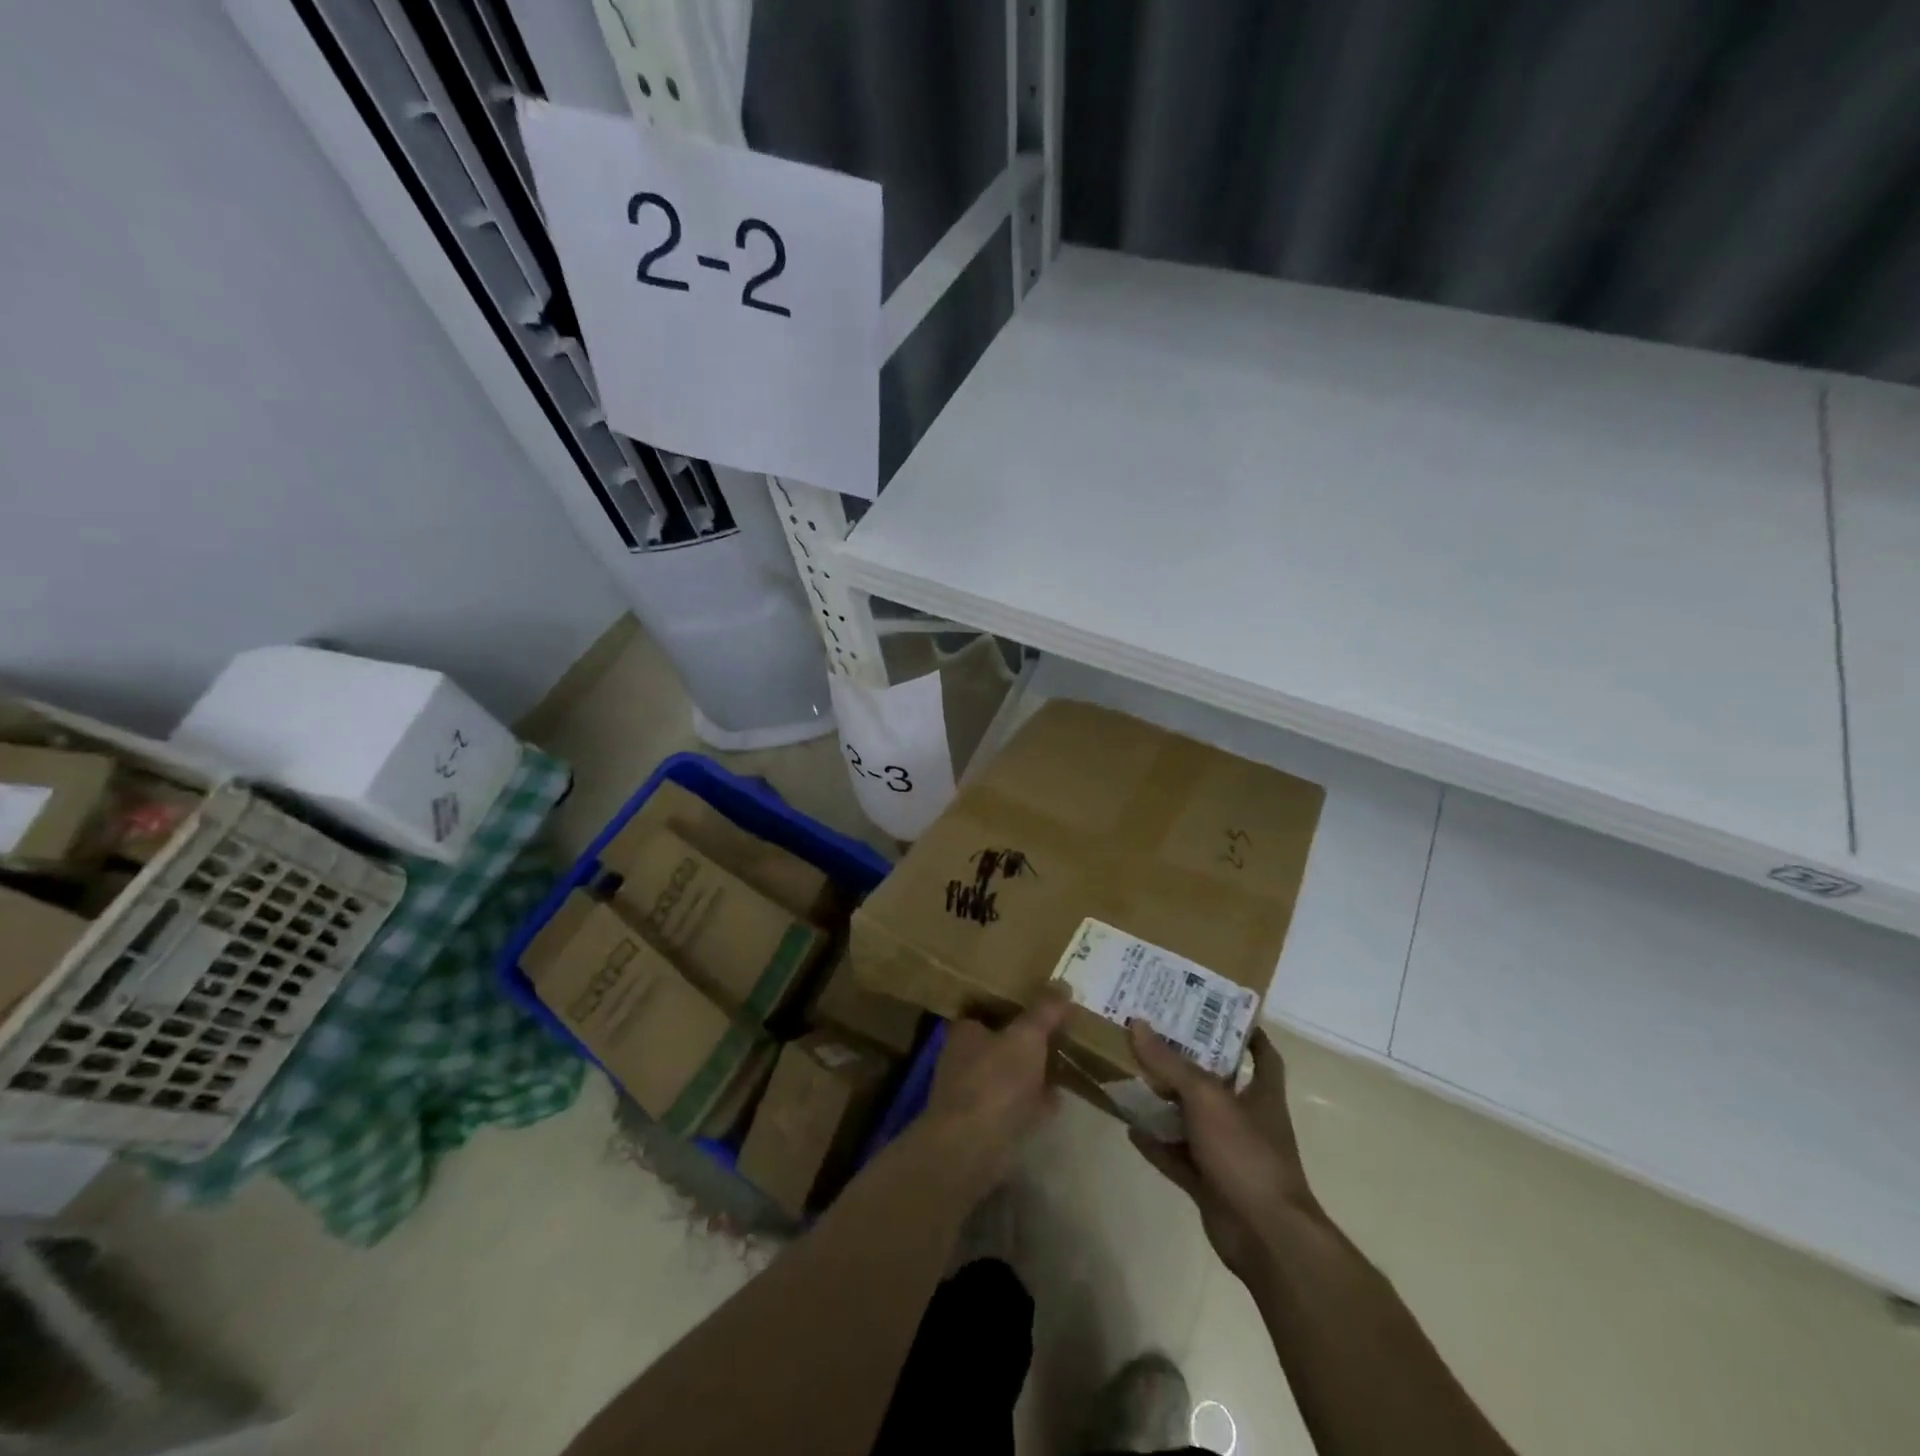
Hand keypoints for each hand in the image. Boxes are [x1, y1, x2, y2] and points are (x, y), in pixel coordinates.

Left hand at [920, 990, 1071, 1194]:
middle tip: (1059, 1031)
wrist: (971, 1148)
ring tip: (1064, 1062)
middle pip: (1000, 1042)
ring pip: (1009, 1074)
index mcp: (966, 1031)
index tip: (1041, 1002)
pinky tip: (1057, 1099)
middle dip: (1025, 1040)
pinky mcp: (984, 1127)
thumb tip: (1063, 983)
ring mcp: (972, 1095)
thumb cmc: (995, 1081)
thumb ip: (1045, 1011)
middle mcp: (963, 1059)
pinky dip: (1034, 1102)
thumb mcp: (1027, 1037)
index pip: (987, 1008)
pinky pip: (1016, 1105)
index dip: (1013, 1004)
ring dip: (1032, 1072)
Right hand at [1127, 1022, 1323, 1278]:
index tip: (1218, 1012)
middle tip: (1153, 1035)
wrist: (1264, 1236)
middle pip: (1216, 1083)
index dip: (1247, 1033)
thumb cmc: (1246, 1153)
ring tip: (1132, 1075)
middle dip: (1188, 1062)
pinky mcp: (1209, 1183)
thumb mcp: (1206, 1097)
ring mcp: (1228, 1154)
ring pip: (1192, 1120)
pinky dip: (1156, 1144)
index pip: (1262, 1055)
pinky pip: (1177, 1156)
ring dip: (1165, 1103)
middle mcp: (1247, 1120)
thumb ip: (1170, 1062)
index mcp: (1262, 1094)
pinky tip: (1129, 1127)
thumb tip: (1136, 1023)